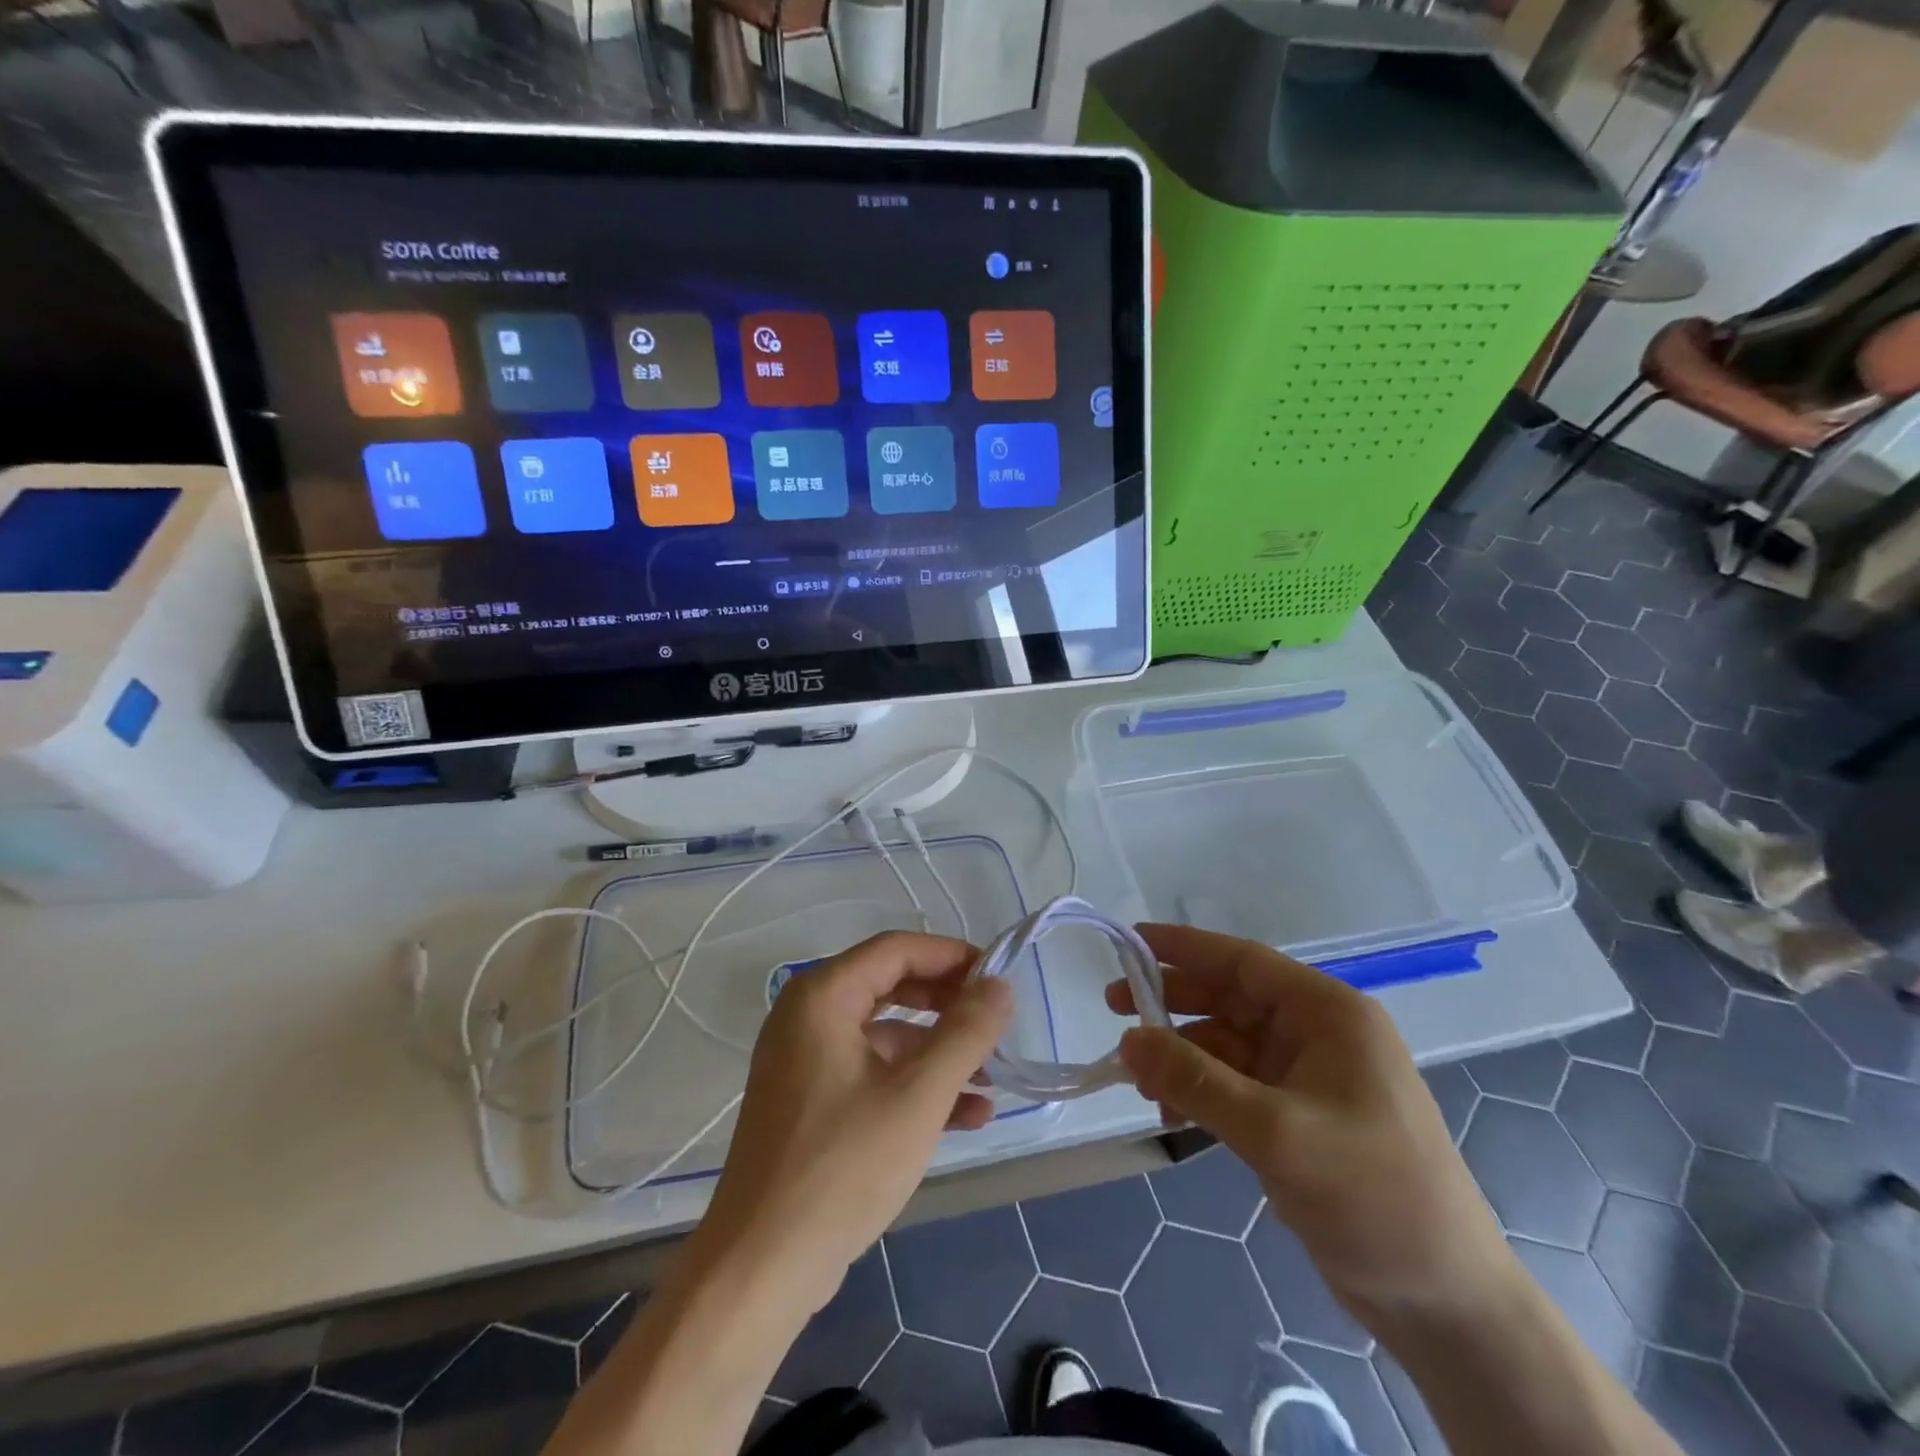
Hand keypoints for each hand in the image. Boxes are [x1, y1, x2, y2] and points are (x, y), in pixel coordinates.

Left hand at [696, 931, 1011, 1313]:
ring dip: (940, 1052)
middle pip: (892, 986)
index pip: (896, 949)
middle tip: (997, 1022)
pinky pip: (873, 1072)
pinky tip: (967, 1115)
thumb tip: (1000, 986)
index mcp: (822, 997)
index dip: (952, 956)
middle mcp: (808, 1016)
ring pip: (887, 1035)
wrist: (761, 1270)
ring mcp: (807, 1060)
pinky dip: (915, 1084)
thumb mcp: (918, 1097)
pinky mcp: (813, 1101)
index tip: (999, 976)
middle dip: (949, 1004)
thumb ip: (965, 1034)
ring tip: (994, 1078)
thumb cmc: (842, 1168)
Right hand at [1109, 924, 1510, 1332]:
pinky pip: (1233, 1085)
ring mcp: (1307, 1077)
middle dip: (1172, 1003)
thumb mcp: (1276, 1132)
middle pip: (1229, 999)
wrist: (1446, 1303)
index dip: (1183, 947)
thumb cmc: (1372, 1196)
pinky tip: (1168, 1114)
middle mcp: (1317, 1034)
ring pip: (1225, 1045)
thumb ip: (1195, 1080)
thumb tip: (1128, 1039)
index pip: (1243, 961)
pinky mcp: (1297, 1117)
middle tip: (1114, 1009)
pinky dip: (1198, 1093)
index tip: (1129, 941)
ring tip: (1135, 1078)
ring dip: (1180, 1056)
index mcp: (1328, 1014)